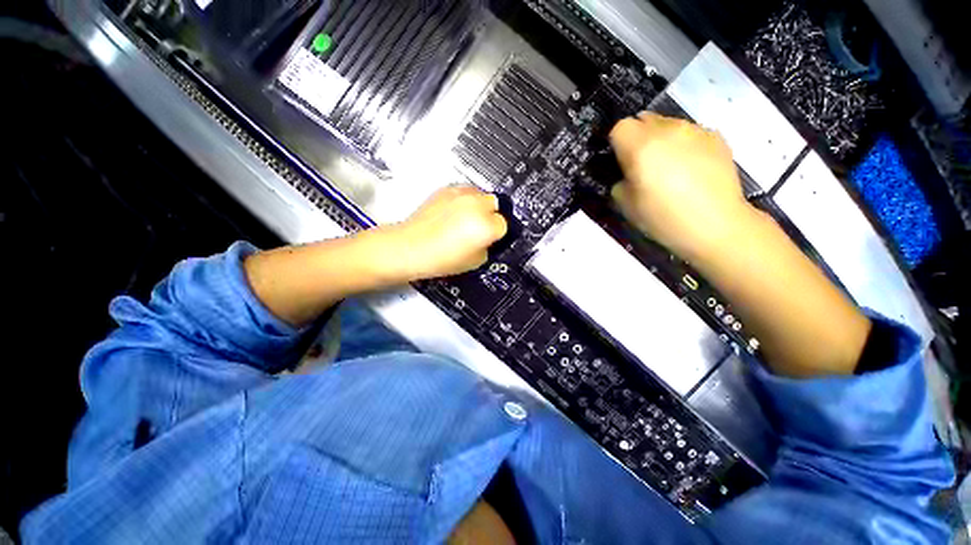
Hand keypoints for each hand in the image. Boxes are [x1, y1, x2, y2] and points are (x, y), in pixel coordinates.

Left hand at [389, 185, 507, 280]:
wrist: (411, 247)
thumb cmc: (441, 259)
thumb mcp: (475, 261)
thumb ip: (487, 246)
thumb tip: (487, 238)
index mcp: (486, 226)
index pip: (503, 225)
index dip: (495, 234)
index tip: (488, 239)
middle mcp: (477, 206)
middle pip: (495, 204)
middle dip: (489, 215)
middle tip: (477, 228)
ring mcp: (461, 194)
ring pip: (481, 194)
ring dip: (478, 205)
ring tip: (464, 218)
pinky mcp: (446, 189)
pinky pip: (464, 190)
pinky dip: (464, 199)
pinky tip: (453, 212)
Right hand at [609, 113, 754, 258]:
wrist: (716, 225)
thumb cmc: (663, 218)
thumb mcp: (626, 205)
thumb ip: (620, 181)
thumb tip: (627, 173)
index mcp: (641, 147)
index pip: (620, 127)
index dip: (617, 144)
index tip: (621, 162)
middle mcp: (668, 130)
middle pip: (644, 119)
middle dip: (638, 137)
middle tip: (643, 164)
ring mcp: (695, 131)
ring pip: (668, 124)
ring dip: (662, 139)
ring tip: (669, 166)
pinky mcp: (716, 137)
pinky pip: (690, 133)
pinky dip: (684, 144)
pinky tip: (691, 168)